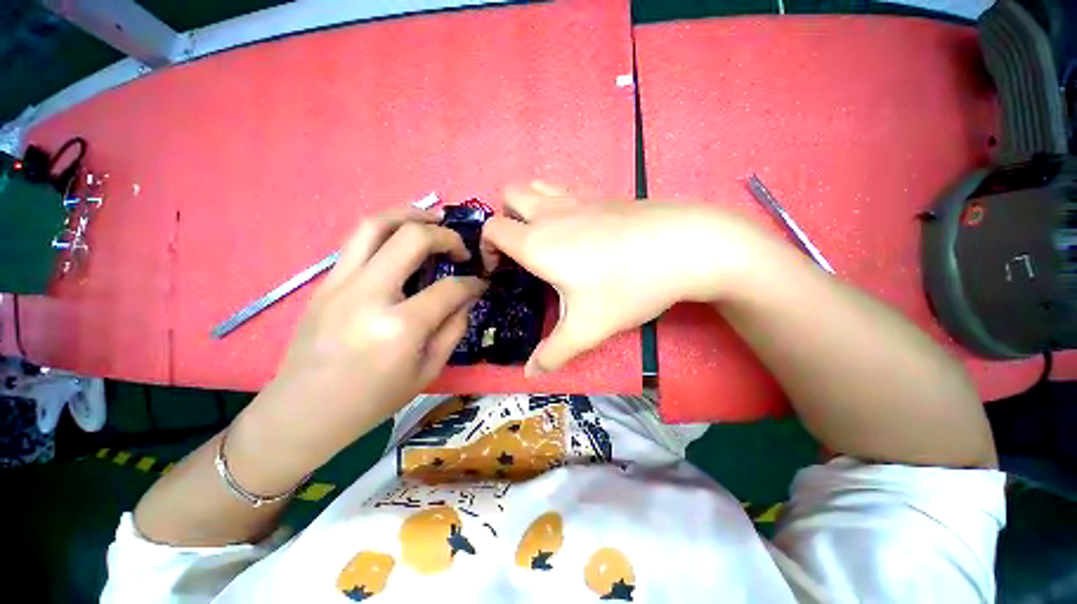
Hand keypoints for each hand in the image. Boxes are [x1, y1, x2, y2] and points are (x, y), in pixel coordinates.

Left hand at [230, 208, 487, 490]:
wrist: (304, 410)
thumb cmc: (373, 400)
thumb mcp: (428, 371)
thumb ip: (453, 329)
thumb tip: (466, 298)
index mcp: (400, 327)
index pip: (449, 288)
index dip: (472, 283)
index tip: (481, 283)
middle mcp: (368, 295)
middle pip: (412, 238)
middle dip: (445, 236)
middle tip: (460, 247)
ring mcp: (340, 284)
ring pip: (375, 225)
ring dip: (410, 214)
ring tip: (432, 219)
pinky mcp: (325, 283)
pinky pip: (358, 241)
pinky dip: (387, 231)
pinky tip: (402, 241)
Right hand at [482, 182, 758, 374]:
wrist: (686, 246)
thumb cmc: (628, 286)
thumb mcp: (587, 328)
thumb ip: (553, 353)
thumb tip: (529, 375)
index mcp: (538, 242)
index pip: (492, 230)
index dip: (486, 249)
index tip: (498, 271)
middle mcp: (551, 214)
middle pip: (508, 195)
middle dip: (503, 219)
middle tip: (518, 251)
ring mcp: (578, 199)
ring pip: (536, 188)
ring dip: (527, 208)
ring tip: (542, 239)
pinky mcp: (602, 197)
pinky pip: (563, 193)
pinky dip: (555, 208)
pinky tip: (577, 235)